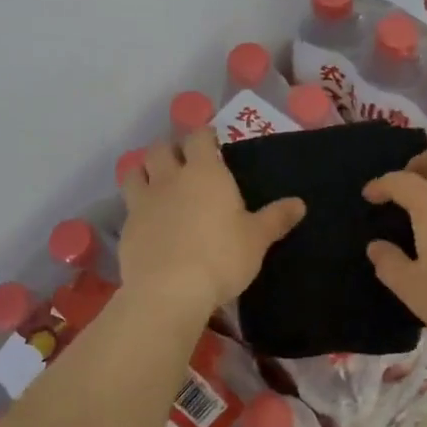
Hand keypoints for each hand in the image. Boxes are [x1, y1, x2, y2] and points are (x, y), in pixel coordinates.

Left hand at [118, 131, 305, 314]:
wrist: (169, 290)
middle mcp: (170, 179)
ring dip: (145, 170)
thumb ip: (276, 218)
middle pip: (160, 149)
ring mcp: (143, 202)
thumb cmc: (221, 257)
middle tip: (182, 162)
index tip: (211, 141)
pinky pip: (128, 206)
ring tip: (155, 182)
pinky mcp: (126, 227)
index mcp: (205, 173)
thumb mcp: (257, 239)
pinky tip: (147, 220)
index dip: (204, 136)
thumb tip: (300, 203)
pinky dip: (136, 206)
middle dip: (170, 150)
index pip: (199, 138)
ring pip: (135, 171)